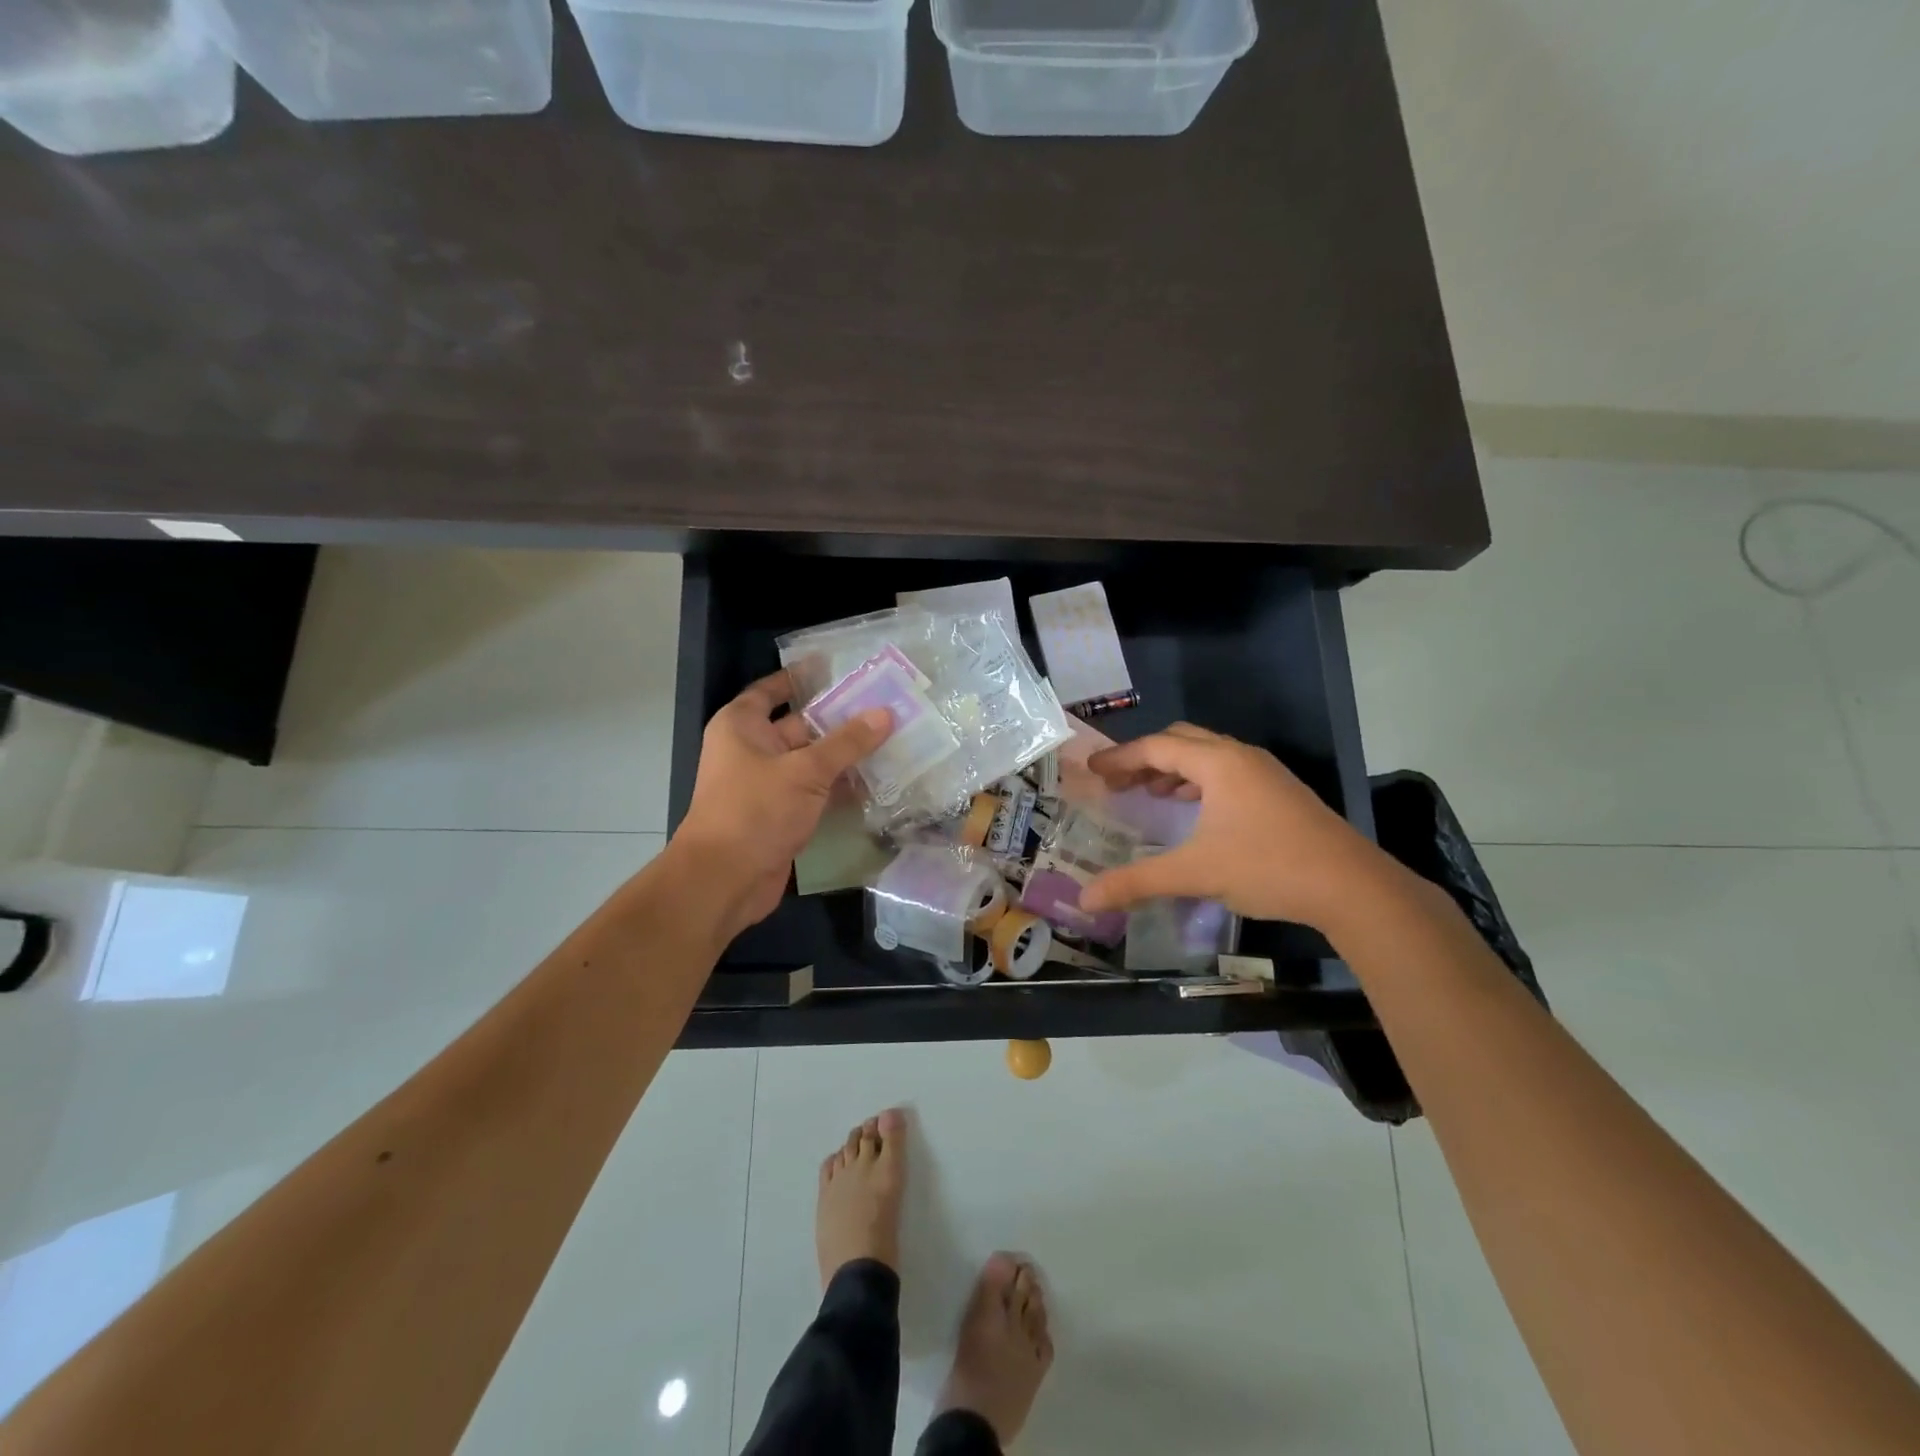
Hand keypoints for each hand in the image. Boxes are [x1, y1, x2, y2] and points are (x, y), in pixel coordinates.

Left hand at [675, 670, 891, 937]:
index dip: (802, 678)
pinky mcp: (782, 814)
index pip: (773, 690)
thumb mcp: (805, 770)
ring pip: (813, 760)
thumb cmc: (755, 810)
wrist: (724, 880)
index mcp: (742, 726)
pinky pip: (816, 791)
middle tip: (885, 706)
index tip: (839, 669)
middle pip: (801, 725)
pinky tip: (877, 781)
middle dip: (840, 719)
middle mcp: (752, 750)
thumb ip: (847, 742)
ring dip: (846, 755)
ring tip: (892, 740)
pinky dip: (841, 787)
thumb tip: (885, 713)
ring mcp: (768, 784)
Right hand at [1077, 723, 1400, 934]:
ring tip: (1149, 793)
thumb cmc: (1267, 866)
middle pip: (1181, 741)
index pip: (1155, 747)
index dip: (1120, 758)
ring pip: (1207, 755)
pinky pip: (1226, 772)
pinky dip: (1198, 781)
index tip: (1091, 770)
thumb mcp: (1195, 873)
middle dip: (1144, 758)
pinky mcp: (1280, 792)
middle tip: (1117, 782)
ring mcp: (1265, 773)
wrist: (1351, 886)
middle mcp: (1240, 757)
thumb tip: (1086, 899)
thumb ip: (1137, 881)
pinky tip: (1193, 810)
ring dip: (1173, 768)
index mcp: (1218, 762)